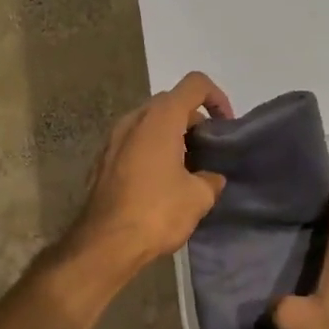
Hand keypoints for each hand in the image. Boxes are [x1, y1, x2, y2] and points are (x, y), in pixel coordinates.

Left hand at [72, 72, 232, 271]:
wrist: (104, 244)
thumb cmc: (157, 212)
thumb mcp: (199, 197)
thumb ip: (210, 179)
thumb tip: (210, 178)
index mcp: (160, 118)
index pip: (195, 84)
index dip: (217, 98)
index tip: (226, 126)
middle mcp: (133, 119)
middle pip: (170, 103)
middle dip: (194, 120)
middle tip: (208, 150)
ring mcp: (113, 139)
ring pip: (149, 123)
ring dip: (171, 136)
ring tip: (187, 168)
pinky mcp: (102, 161)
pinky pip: (134, 143)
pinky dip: (152, 151)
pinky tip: (161, 183)